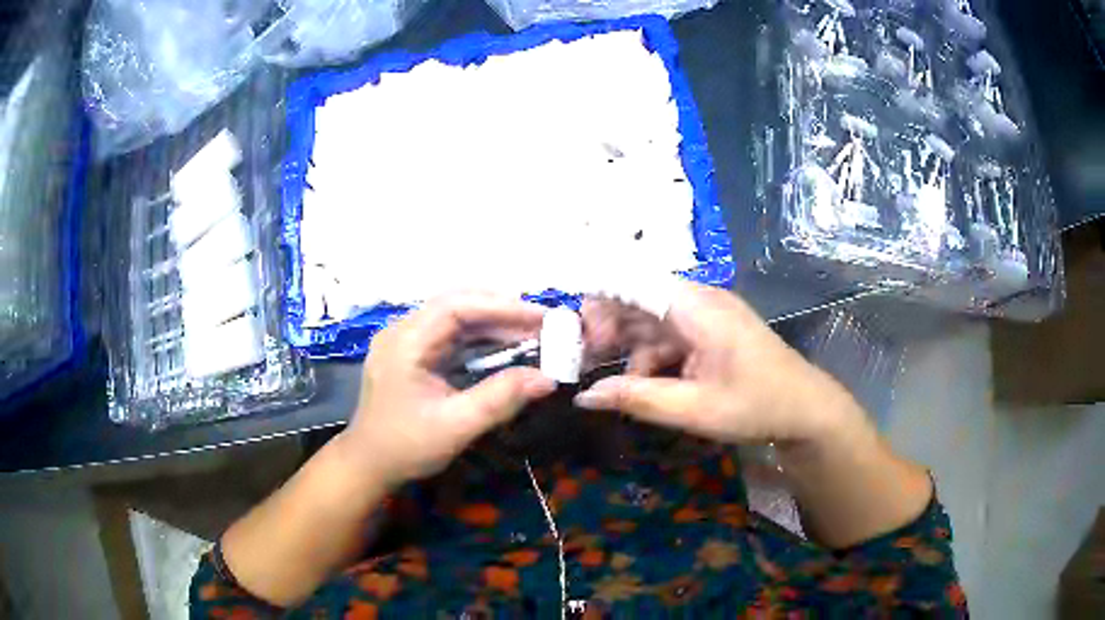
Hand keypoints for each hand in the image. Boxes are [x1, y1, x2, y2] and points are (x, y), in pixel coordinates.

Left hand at [338, 292, 556, 486]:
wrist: (368, 465)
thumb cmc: (406, 447)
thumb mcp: (455, 426)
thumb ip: (500, 399)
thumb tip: (548, 379)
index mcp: (405, 341)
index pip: (456, 307)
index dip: (502, 308)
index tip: (541, 318)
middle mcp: (403, 331)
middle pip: (457, 305)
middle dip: (501, 312)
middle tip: (543, 324)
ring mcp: (406, 341)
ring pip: (455, 319)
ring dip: (493, 324)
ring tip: (531, 334)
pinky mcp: (413, 354)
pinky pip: (450, 336)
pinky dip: (480, 339)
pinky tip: (504, 348)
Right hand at [575, 282, 866, 446]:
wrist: (805, 410)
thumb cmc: (756, 406)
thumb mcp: (694, 409)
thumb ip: (637, 399)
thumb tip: (583, 396)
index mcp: (696, 307)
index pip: (634, 281)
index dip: (598, 299)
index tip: (574, 334)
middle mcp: (698, 300)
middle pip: (639, 299)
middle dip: (608, 327)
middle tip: (583, 361)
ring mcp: (706, 315)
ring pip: (651, 320)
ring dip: (628, 347)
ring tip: (611, 381)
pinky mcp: (710, 331)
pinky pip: (669, 336)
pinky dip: (651, 357)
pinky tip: (645, 384)